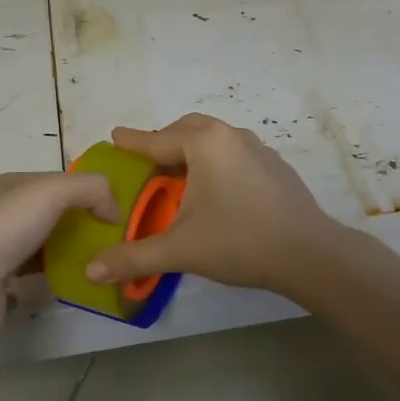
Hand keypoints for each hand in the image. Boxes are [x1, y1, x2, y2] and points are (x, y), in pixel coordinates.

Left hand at [0, 171, 120, 349]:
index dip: (87, 192)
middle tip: (112, 238)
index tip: (116, 211)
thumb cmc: (7, 228)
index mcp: (9, 185)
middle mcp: (0, 213)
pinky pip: (36, 274)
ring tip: (100, 261)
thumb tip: (113, 210)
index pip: (57, 181)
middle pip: (51, 212)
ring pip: (44, 244)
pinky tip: (75, 282)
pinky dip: (55, 276)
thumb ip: (92, 188)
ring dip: (69, 250)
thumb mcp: (54, 190)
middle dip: (81, 222)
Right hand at [84, 115, 339, 300]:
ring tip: (177, 174)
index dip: (132, 142)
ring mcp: (258, 148)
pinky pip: (234, 152)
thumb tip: (91, 271)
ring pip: (214, 139)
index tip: (115, 136)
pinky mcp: (275, 166)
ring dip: (192, 149)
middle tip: (145, 160)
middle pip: (187, 129)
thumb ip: (134, 257)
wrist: (309, 253)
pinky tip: (215, 189)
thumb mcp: (180, 249)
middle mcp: (231, 136)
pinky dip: (215, 160)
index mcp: (205, 144)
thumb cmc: (239, 241)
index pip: (157, 140)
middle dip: (163, 141)